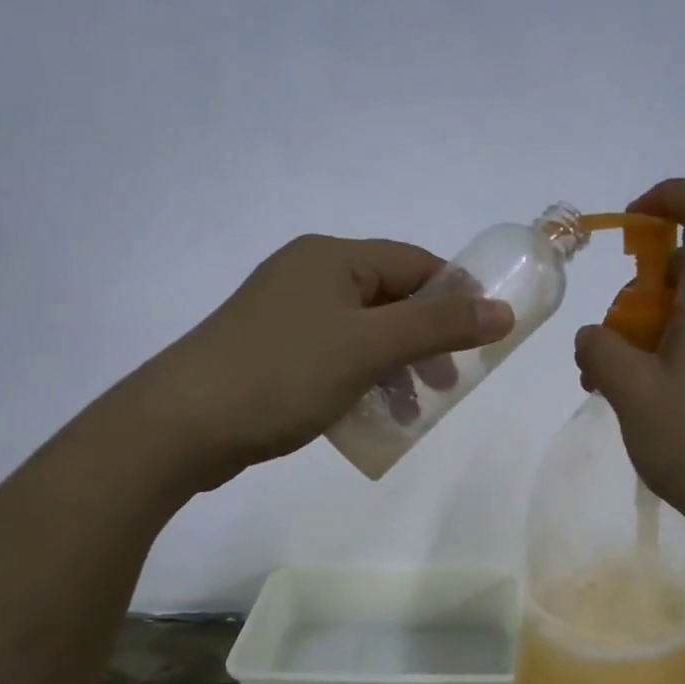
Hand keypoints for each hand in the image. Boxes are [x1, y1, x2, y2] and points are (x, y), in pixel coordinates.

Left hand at [129, 234, 513, 490]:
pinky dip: (361, 382)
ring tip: (410, 412)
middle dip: (425, 342)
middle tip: (446, 386)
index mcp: (332, 258)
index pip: (415, 265)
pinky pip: (335, 357)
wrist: (181, 425)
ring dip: (395, 369)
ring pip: (363, 333)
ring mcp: (285, 315)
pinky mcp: (271, 352)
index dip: (454, 300)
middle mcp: (308, 275)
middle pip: (390, 300)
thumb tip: (503, 310)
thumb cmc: (283, 374)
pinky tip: (368, 416)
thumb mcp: (370, 348)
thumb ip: (439, 327)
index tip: (479, 344)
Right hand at [573, 179, 684, 540]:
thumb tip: (596, 337)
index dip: (670, 197)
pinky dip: (665, 354)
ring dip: (644, 332)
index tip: (630, 224)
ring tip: (612, 386)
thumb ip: (599, 349)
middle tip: (605, 349)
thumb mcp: (629, 392)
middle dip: (635, 295)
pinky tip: (644, 401)